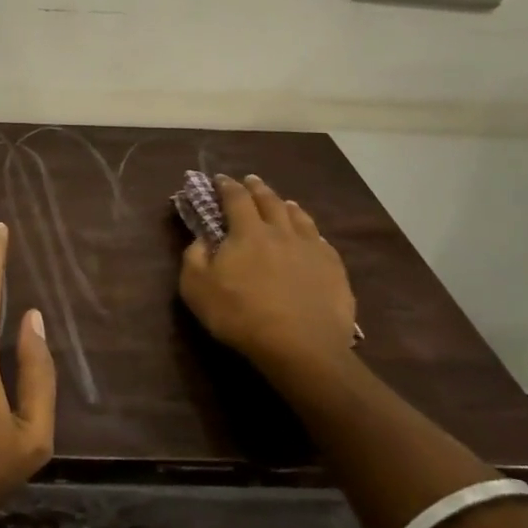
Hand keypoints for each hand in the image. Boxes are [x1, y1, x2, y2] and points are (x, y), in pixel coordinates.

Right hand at [179, 174, 358, 381]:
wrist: (301, 347)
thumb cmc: (241, 316)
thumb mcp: (197, 289)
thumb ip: (194, 258)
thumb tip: (201, 240)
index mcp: (248, 231)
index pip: (236, 198)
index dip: (226, 186)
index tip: (220, 179)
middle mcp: (281, 231)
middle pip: (269, 201)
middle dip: (257, 188)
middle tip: (251, 180)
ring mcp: (311, 249)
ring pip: (299, 217)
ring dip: (287, 206)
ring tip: (283, 202)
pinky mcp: (334, 269)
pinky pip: (322, 242)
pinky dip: (311, 232)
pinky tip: (312, 237)